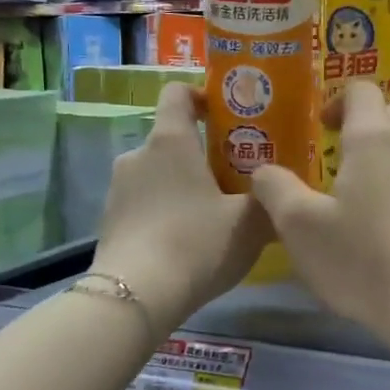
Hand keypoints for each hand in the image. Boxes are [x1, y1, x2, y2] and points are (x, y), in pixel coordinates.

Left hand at [94, 84, 271, 330]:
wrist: (136, 296)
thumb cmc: (196, 243)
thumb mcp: (249, 223)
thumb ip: (267, 200)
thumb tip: (279, 192)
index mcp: (171, 140)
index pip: (178, 93)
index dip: (202, 95)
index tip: (226, 114)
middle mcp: (138, 155)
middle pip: (172, 139)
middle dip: (202, 154)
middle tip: (235, 178)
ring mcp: (118, 189)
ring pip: (159, 175)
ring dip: (184, 186)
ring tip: (213, 216)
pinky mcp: (110, 222)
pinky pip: (145, 204)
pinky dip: (165, 213)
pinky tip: (187, 243)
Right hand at [252, 82, 389, 337]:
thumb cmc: (363, 260)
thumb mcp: (300, 228)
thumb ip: (275, 189)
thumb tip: (265, 170)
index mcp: (374, 138)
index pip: (361, 91)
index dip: (337, 102)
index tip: (321, 129)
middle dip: (363, 129)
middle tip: (338, 164)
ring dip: (388, 163)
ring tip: (365, 202)